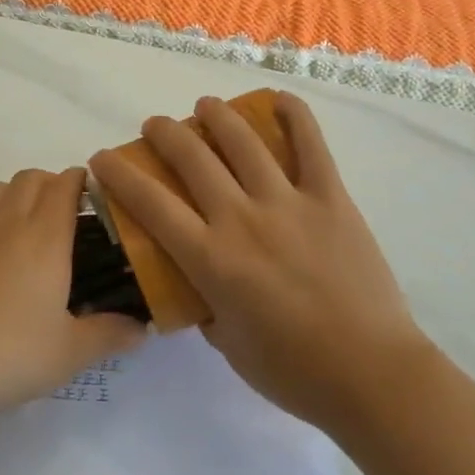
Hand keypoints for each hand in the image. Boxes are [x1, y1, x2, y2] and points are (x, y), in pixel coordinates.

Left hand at [0, 167, 145, 414]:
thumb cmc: (7, 354)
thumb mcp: (69, 354)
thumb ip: (109, 336)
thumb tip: (142, 328)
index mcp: (46, 238)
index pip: (65, 186)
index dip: (80, 180)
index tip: (91, 194)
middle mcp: (8, 222)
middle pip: (30, 178)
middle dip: (49, 184)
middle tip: (60, 214)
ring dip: (11, 195)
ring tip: (18, 225)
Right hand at [89, 92, 424, 432]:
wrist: (371, 375)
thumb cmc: (293, 371)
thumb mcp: (227, 344)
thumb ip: (205, 304)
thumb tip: (199, 282)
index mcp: (211, 258)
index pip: (151, 203)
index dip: (120, 174)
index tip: (103, 158)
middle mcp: (241, 218)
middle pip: (192, 158)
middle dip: (165, 133)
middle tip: (156, 127)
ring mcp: (288, 202)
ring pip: (243, 141)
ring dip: (216, 115)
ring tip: (205, 107)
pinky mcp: (330, 198)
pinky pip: (311, 145)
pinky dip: (293, 116)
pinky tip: (277, 100)